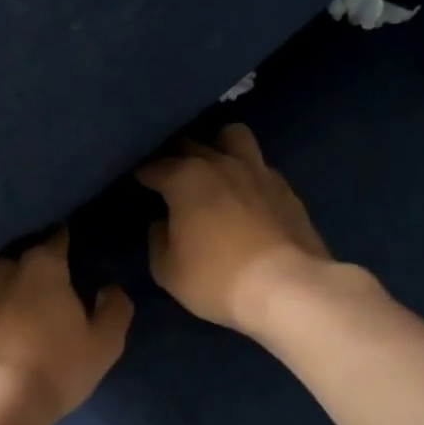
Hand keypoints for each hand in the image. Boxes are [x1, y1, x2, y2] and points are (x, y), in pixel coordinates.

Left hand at [0, 230, 132, 424]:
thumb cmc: (54, 372)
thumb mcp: (103, 346)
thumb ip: (114, 309)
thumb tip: (110, 287)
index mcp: (42, 266)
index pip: (56, 236)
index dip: (64, 239)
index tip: (69, 247)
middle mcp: (1, 265)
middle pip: (20, 254)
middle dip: (30, 264)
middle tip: (41, 287)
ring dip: (0, 283)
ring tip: (8, 305)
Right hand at [136, 124, 332, 332]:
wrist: (287, 288)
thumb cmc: (217, 279)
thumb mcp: (168, 271)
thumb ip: (157, 240)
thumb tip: (161, 223)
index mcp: (186, 179)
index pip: (153, 166)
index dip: (141, 174)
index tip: (136, 184)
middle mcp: (220, 164)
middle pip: (190, 143)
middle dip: (174, 155)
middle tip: (167, 176)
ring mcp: (257, 171)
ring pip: (233, 136)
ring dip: (217, 146)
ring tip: (211, 168)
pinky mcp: (285, 188)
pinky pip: (259, 165)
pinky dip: (246, 172)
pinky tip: (244, 194)